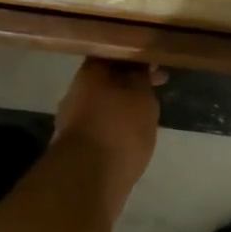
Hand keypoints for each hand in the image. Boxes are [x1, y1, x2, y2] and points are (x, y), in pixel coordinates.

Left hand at [52, 59, 163, 204]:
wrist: (89, 179)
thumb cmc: (119, 129)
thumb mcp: (140, 95)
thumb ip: (140, 75)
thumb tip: (138, 63)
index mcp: (89, 72)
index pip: (112, 52)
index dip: (134, 55)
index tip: (154, 61)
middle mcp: (76, 91)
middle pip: (107, 78)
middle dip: (130, 81)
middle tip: (157, 85)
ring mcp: (73, 120)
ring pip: (104, 102)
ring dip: (124, 104)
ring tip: (150, 112)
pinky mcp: (77, 145)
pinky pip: (102, 126)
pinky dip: (117, 126)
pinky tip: (134, 134)